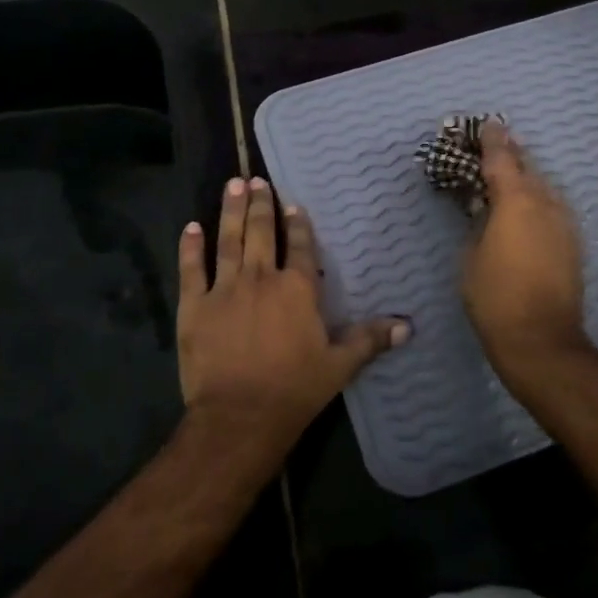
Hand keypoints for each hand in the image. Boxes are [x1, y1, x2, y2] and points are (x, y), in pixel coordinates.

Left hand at [177, 176, 407, 452]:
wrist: (239, 416)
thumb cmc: (294, 389)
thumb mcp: (339, 366)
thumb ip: (369, 340)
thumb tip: (407, 326)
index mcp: (297, 289)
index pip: (301, 247)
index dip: (298, 225)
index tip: (293, 205)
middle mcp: (262, 278)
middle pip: (262, 233)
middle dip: (261, 205)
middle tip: (256, 180)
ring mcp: (225, 289)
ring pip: (229, 240)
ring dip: (231, 211)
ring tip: (233, 185)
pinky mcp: (195, 306)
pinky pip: (191, 269)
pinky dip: (190, 247)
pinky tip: (191, 226)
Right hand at [461, 122, 588, 367]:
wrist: (541, 338)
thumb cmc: (494, 296)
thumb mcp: (471, 256)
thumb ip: (479, 223)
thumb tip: (486, 210)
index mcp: (515, 200)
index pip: (502, 159)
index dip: (493, 140)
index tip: (488, 124)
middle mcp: (545, 203)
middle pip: (528, 167)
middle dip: (512, 155)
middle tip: (496, 145)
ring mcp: (564, 222)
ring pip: (544, 187)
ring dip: (527, 178)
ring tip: (511, 174)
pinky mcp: (573, 243)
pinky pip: (553, 208)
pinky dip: (538, 200)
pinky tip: (527, 208)